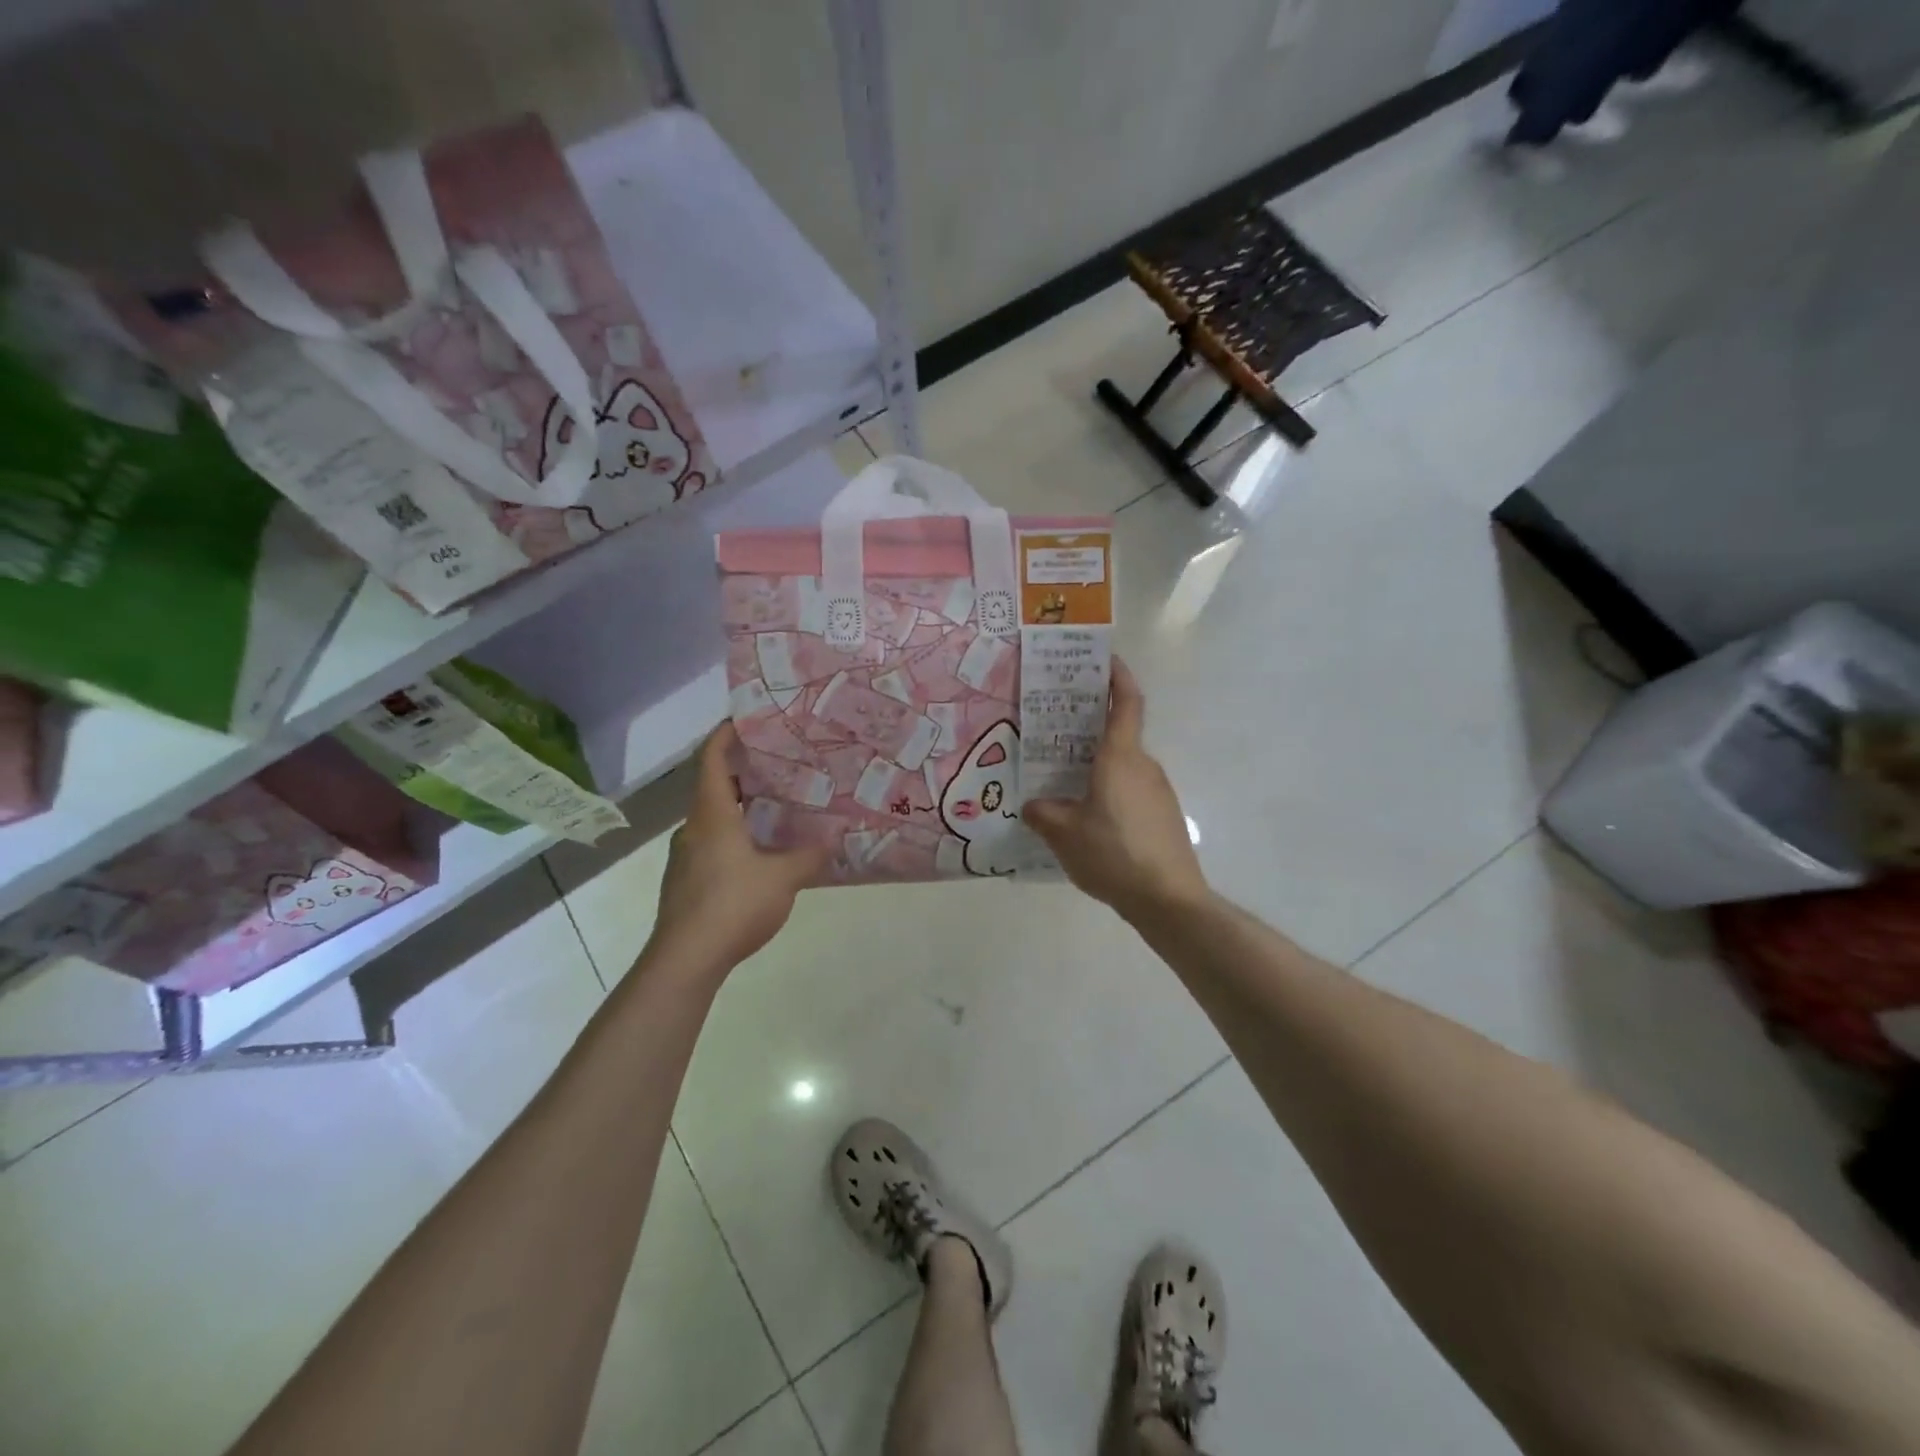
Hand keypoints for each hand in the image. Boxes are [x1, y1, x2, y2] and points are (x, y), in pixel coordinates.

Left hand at [646, 724, 829, 972]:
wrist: (685, 960)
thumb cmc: (733, 905)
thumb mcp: (783, 878)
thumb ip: (809, 855)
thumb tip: (833, 840)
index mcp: (712, 815)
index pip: (713, 760)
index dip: (726, 735)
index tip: (747, 719)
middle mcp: (693, 828)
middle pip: (715, 788)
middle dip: (745, 774)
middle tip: (780, 766)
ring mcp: (685, 857)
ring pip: (714, 819)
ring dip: (741, 809)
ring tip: (776, 809)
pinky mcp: (686, 882)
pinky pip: (712, 845)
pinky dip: (735, 837)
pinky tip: (760, 855)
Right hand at [1023, 658, 1210, 919]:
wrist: (1169, 899)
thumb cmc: (1114, 854)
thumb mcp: (1064, 834)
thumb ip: (1043, 813)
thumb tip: (1032, 806)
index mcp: (1120, 757)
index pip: (1127, 702)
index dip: (1118, 676)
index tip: (1104, 659)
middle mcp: (1143, 765)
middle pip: (1119, 734)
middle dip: (1091, 727)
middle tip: (1056, 729)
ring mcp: (1158, 790)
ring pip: (1123, 765)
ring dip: (1098, 764)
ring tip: (1064, 779)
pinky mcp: (1164, 815)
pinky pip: (1131, 789)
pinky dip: (1110, 789)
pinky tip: (1089, 817)